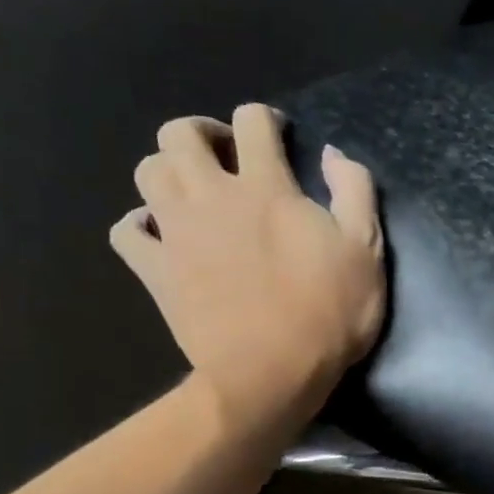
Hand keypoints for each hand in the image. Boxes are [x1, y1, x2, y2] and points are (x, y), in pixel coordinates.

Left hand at [110, 105, 385, 427]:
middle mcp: (211, 196)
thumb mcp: (367, 251)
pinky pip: (126, 232)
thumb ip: (354, 191)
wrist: (270, 374)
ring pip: (147, 171)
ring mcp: (176, 232)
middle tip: (226, 156)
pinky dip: (139, 224)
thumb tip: (333, 153)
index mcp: (266, 187)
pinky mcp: (155, 270)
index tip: (279, 136)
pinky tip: (160, 234)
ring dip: (169, 170)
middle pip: (179, 133)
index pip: (252, 121)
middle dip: (202, 132)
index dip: (266, 119)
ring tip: (194, 192)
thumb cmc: (328, 313)